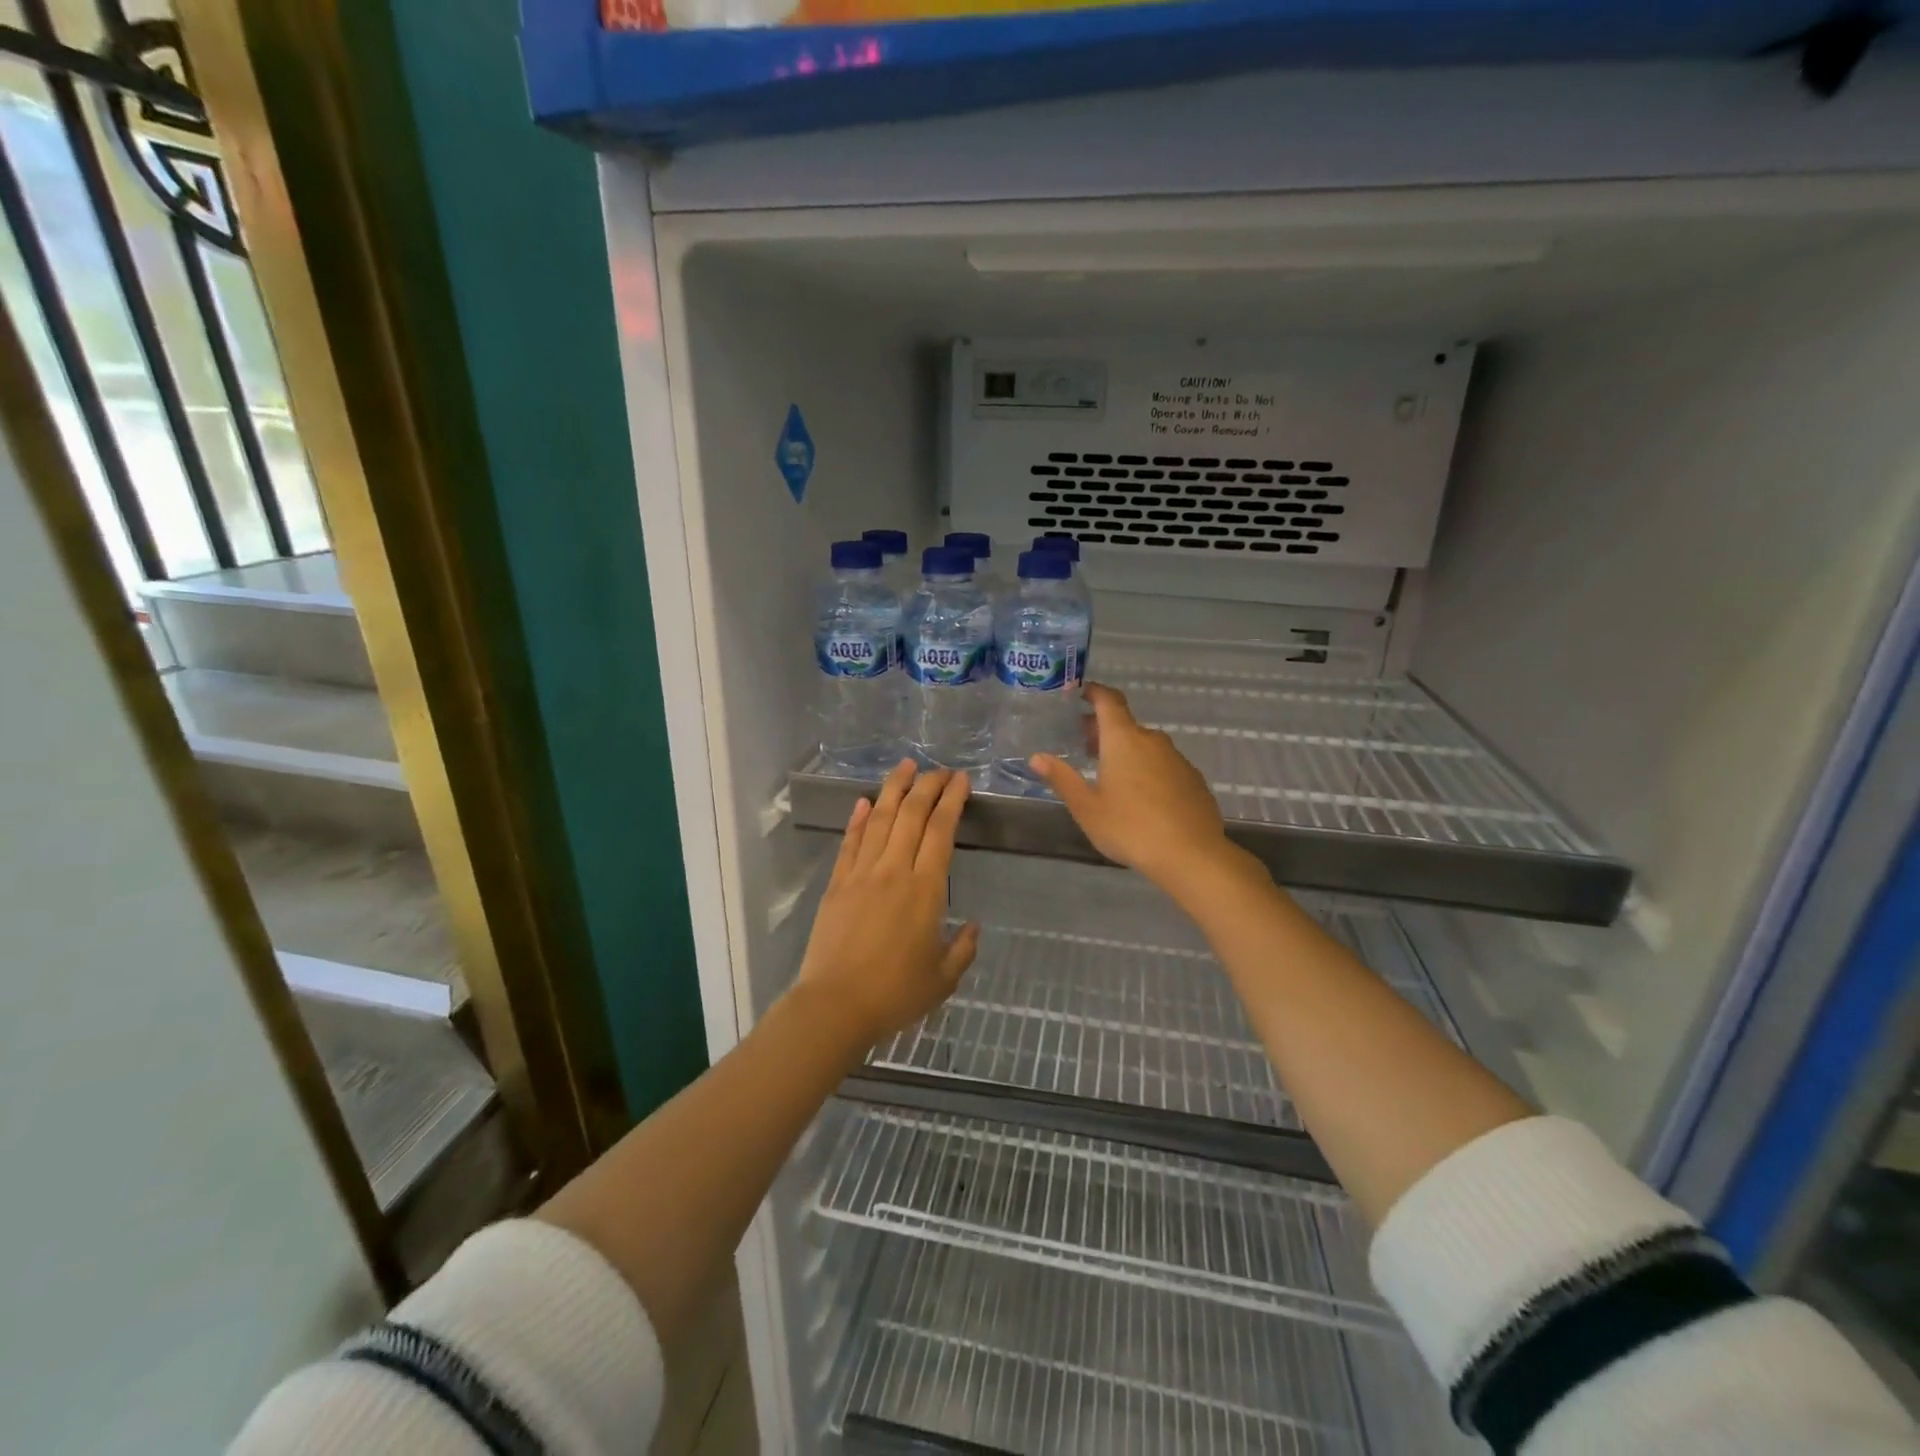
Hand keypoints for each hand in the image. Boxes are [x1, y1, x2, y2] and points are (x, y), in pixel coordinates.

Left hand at [789, 761, 979, 1049]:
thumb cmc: (895, 994)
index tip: (961, 780)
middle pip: (912, 815)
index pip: (941, 831)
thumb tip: (973, 926)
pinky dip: (859, 819)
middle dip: (928, 786)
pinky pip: (850, 843)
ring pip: (881, 820)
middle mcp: (893, 871)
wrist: (835, 1006)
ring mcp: (861, 874)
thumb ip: (963, 949)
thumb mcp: (943, 978)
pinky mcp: (837, 884)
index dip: (952, 800)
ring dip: (894, 789)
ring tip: (905, 766)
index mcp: (925, 889)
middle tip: (940, 769)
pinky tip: (865, 802)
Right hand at [1030, 683, 1237, 896]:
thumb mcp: (1087, 807)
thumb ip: (1062, 779)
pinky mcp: (1193, 780)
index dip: (1094, 692)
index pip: (1109, 701)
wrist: (1191, 855)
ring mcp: (1177, 759)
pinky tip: (1141, 797)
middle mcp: (1152, 741)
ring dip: (1126, 751)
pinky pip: (1164, 765)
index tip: (1080, 692)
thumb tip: (1036, 757)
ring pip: (1146, 746)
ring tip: (1110, 775)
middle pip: (1125, 725)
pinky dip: (1148, 770)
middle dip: (1103, 730)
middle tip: (1083, 746)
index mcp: (1123, 740)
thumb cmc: (1130, 828)